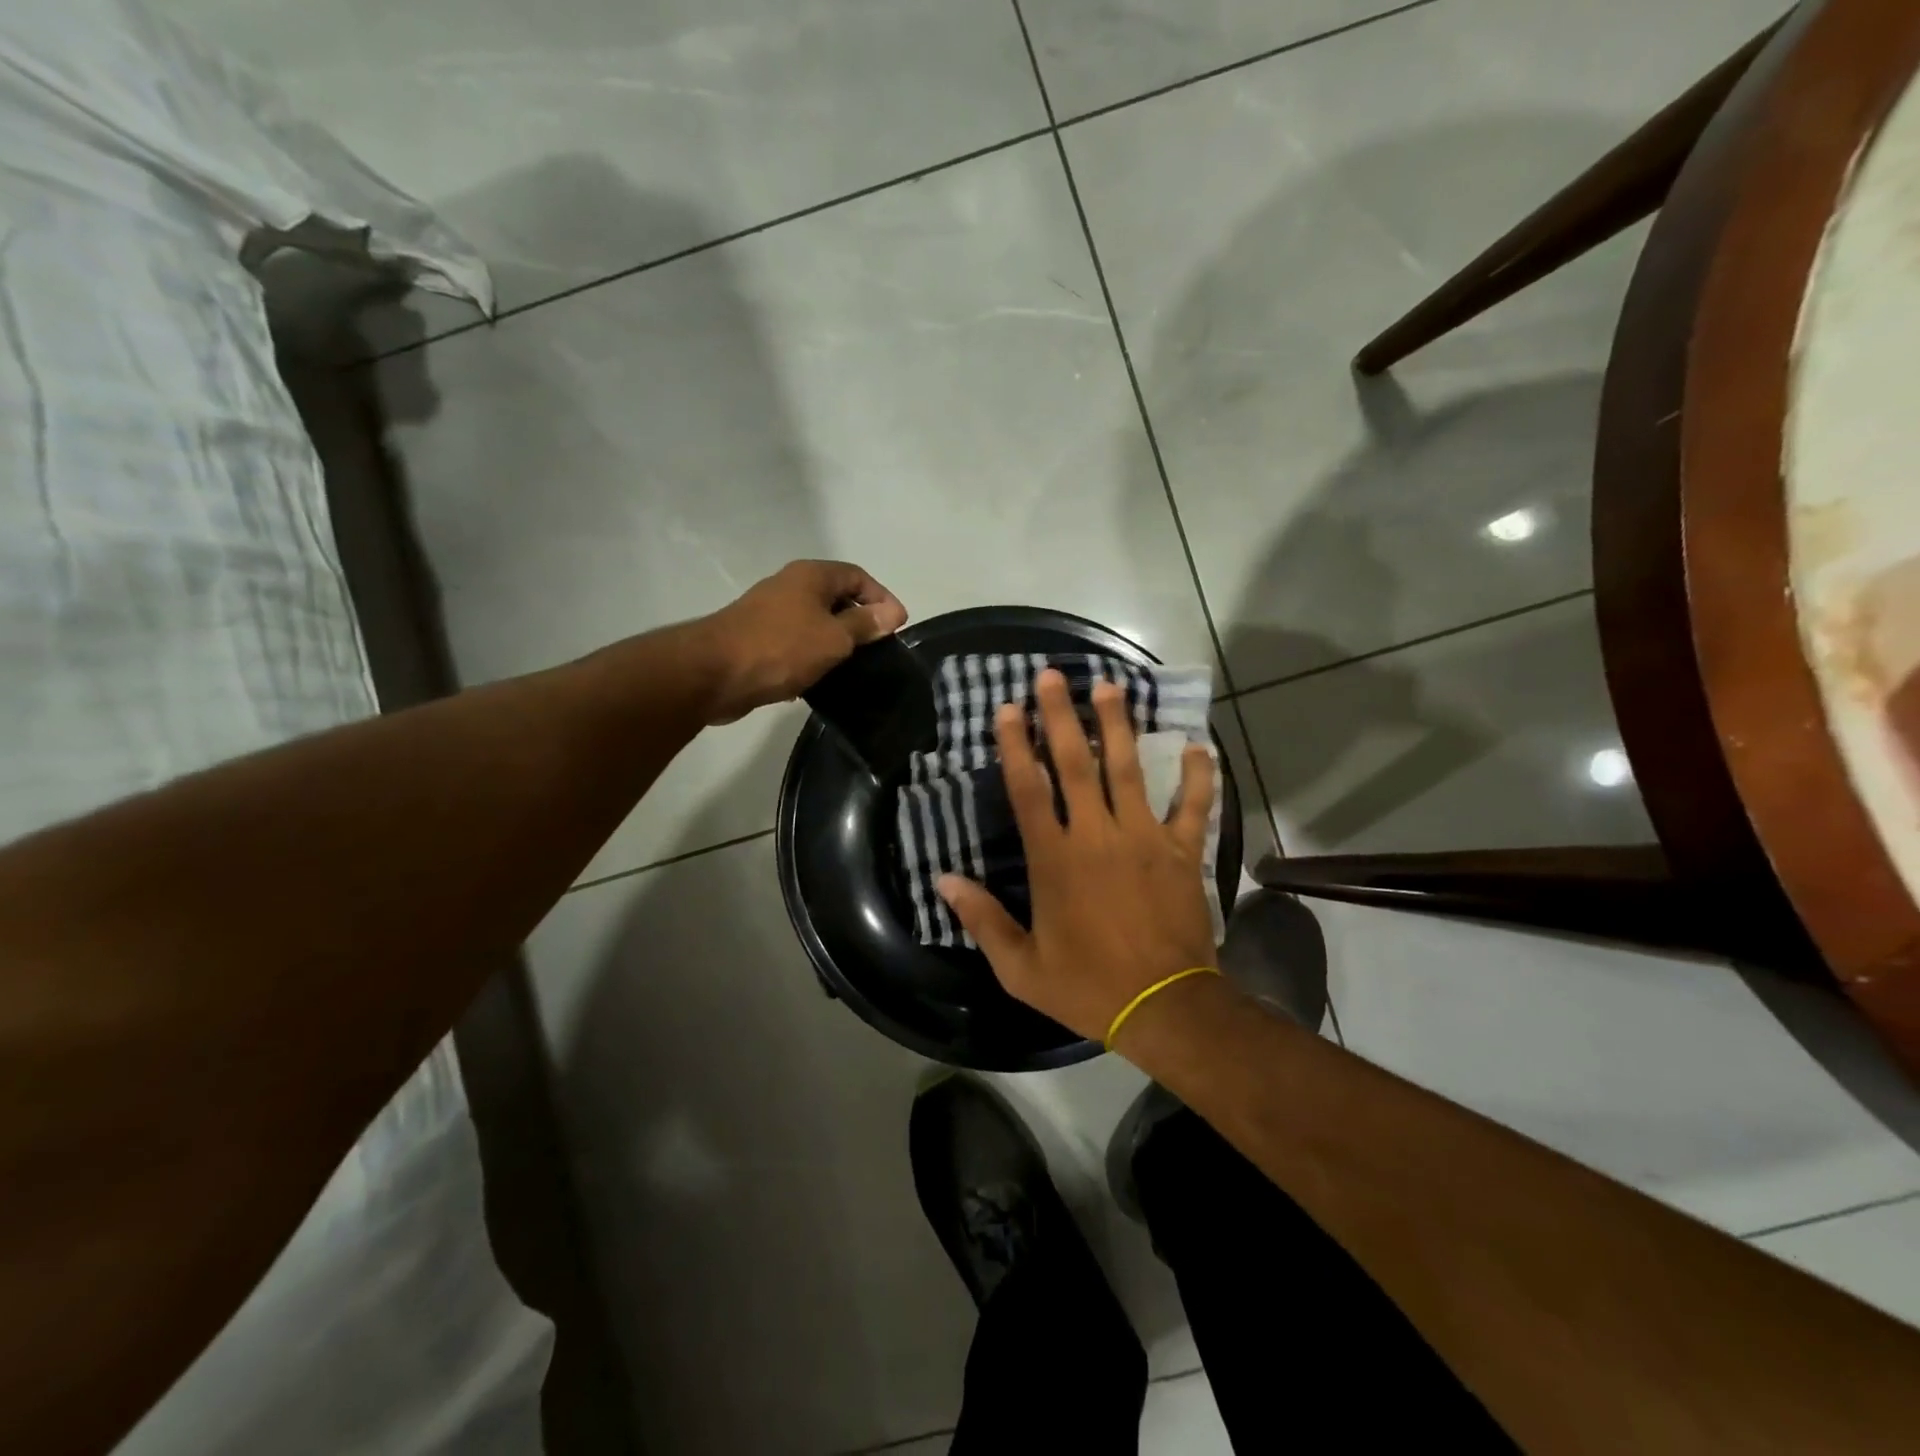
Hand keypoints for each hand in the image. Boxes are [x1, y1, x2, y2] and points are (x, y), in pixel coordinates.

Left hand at [699, 561, 906, 723]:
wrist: (715, 673)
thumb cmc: (782, 648)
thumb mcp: (834, 637)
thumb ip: (865, 624)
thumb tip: (893, 612)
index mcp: (811, 576)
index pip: (858, 576)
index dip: (882, 598)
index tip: (898, 627)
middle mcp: (791, 586)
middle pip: (837, 597)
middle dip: (861, 620)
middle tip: (880, 648)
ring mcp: (771, 612)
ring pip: (816, 622)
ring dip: (837, 641)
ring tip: (856, 666)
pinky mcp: (759, 639)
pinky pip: (797, 642)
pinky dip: (813, 656)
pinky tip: (822, 678)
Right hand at [937, 669, 1217, 1047]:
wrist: (1165, 1008)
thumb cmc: (1088, 986)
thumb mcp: (1020, 967)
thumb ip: (982, 920)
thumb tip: (943, 880)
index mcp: (1055, 860)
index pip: (1028, 790)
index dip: (1014, 746)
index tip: (1007, 708)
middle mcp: (1097, 836)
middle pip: (1076, 764)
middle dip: (1060, 716)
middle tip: (1053, 675)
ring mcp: (1144, 839)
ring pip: (1128, 770)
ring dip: (1117, 726)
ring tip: (1111, 686)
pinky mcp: (1183, 852)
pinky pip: (1194, 806)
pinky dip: (1199, 776)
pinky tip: (1199, 745)